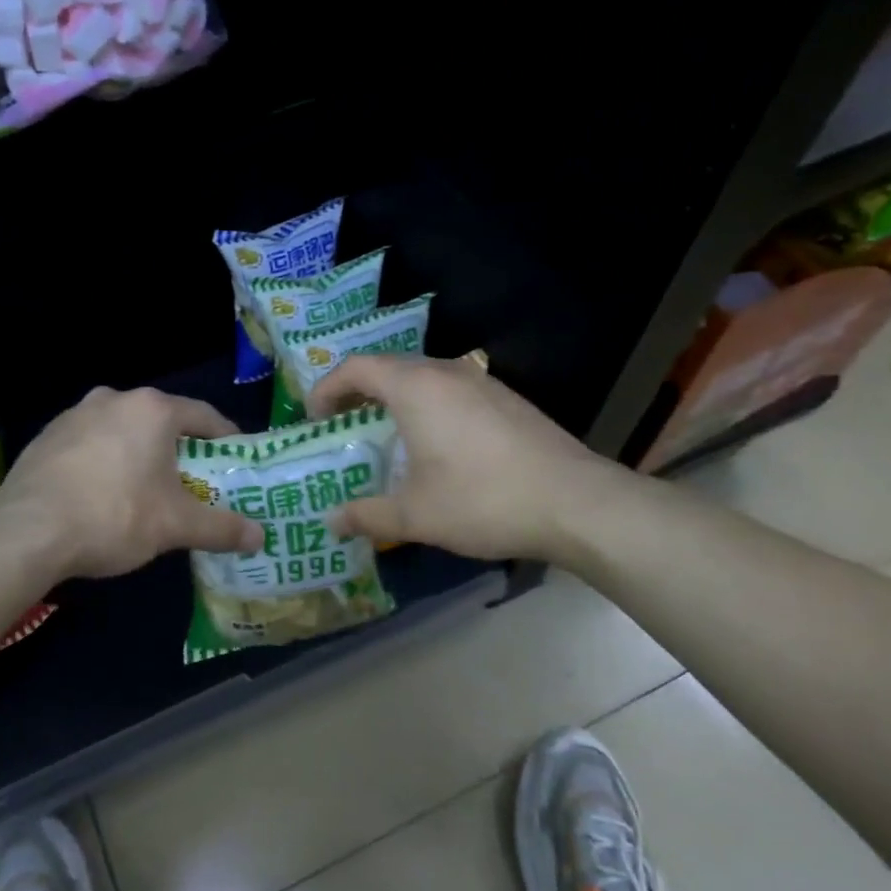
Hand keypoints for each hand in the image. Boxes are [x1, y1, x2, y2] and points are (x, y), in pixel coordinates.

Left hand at [0, 386, 262, 578]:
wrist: (27, 532)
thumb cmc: (114, 516)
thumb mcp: (176, 525)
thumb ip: (222, 527)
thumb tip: (260, 537)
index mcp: (152, 409)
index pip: (204, 416)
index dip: (226, 439)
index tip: (237, 460)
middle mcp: (113, 399)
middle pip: (162, 422)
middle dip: (180, 451)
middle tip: (194, 483)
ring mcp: (74, 414)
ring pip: (123, 432)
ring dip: (140, 455)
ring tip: (147, 491)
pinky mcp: (46, 437)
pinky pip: (90, 445)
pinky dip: (105, 462)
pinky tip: (102, 495)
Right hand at [308, 354, 630, 563]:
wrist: (577, 503)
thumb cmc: (483, 501)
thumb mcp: (414, 515)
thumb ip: (366, 515)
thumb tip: (331, 523)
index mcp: (416, 388)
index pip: (356, 368)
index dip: (326, 388)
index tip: (314, 419)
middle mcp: (447, 373)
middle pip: (388, 367)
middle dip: (357, 392)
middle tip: (341, 425)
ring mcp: (482, 383)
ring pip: (422, 377)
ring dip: (394, 398)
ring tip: (384, 435)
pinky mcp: (507, 400)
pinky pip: (450, 390)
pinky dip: (426, 406)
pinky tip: (434, 444)